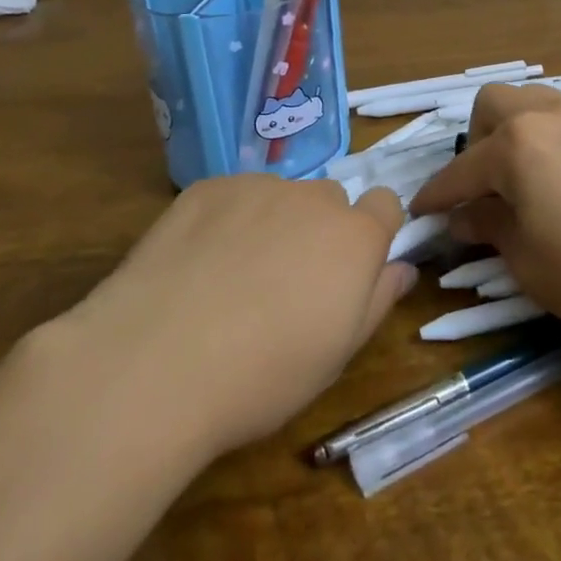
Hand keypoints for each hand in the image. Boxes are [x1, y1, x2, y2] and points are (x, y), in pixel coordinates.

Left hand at [63, 175, 414, 459]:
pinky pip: (232, 196)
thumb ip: (378, 301)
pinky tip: (196, 265)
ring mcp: (257, 186)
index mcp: (354, 237)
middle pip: (329, 201)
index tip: (350, 268)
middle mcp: (312, 198)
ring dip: (271, 223)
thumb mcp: (337, 355)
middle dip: (319, 231)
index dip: (373, 232)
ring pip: (279, 197)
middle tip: (286, 283)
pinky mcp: (206, 188)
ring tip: (231, 278)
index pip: (385, 204)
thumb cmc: (263, 374)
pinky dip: (225, 221)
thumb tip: (402, 268)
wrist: (157, 363)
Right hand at [408, 85, 560, 367]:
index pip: (462, 168)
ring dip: (515, 133)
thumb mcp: (531, 264)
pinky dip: (551, 141)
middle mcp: (552, 116)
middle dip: (475, 141)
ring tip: (522, 183)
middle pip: (495, 105)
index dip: (437, 194)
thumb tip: (464, 216)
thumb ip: (490, 229)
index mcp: (519, 145)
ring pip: (536, 104)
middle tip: (480, 189)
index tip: (421, 214)